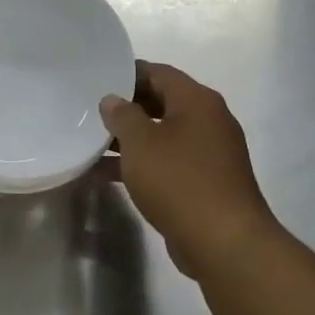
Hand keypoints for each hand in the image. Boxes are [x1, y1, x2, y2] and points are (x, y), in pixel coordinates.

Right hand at [101, 62, 279, 276]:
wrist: (223, 241)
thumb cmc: (179, 180)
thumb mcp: (140, 142)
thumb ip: (122, 116)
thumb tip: (113, 100)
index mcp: (198, 101)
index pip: (159, 73)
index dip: (127, 74)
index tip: (97, 81)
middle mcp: (209, 121)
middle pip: (162, 103)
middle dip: (126, 109)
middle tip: (91, 113)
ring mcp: (210, 153)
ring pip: (162, 136)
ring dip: (129, 141)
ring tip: (90, 145)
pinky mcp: (206, 183)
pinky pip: (168, 163)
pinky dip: (141, 165)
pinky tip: (106, 176)